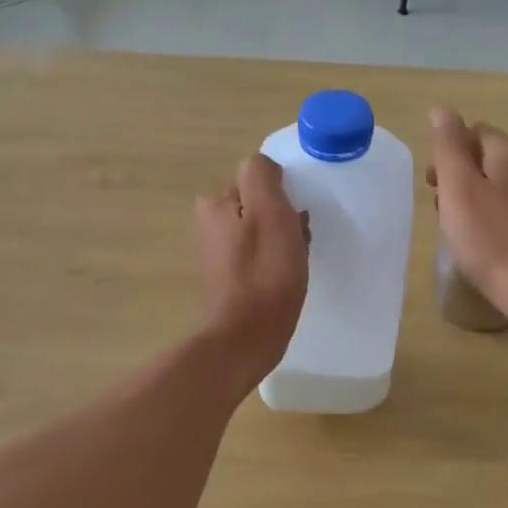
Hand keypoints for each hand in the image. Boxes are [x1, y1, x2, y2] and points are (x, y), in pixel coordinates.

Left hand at [195, 154, 308, 390]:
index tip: (296, 220)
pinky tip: (286, 279)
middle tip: (298, 244)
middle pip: (261, 205)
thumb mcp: (270, 212)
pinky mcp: (230, 277)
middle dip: (284, 219)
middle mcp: (209, 223)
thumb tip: (265, 168)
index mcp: (216, 203)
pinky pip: (260, 255)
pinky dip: (276, 262)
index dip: (284, 196)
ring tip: (295, 264)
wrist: (247, 338)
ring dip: (284, 241)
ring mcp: (218, 252)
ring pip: (263, 230)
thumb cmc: (264, 275)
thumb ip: (263, 176)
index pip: (260, 179)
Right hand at [427, 108, 507, 315]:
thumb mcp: (458, 187)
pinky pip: (507, 209)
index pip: (473, 131)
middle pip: (485, 158)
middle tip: (439, 206)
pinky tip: (479, 241)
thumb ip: (448, 146)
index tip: (432, 184)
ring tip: (455, 226)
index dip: (447, 152)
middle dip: (457, 175)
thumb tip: (441, 109)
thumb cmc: (490, 238)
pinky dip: (488, 217)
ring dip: (470, 197)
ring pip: (496, 185)